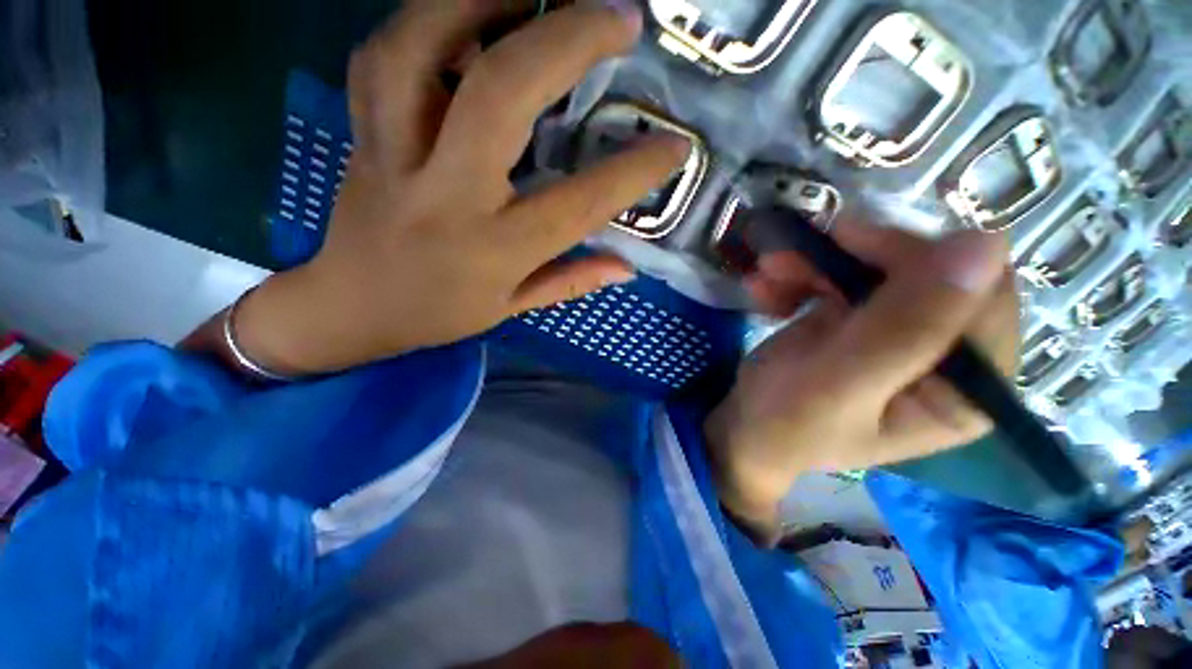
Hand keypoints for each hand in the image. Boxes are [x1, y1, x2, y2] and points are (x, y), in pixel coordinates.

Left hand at [232, 0, 688, 374]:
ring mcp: (395, 156)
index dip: (633, 172)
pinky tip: (465, 14)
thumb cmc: (440, 314)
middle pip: (501, 95)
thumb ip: (571, 282)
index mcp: (494, 250)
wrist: (352, 307)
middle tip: (620, 16)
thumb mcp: (512, 308)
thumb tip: (628, 267)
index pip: (577, 205)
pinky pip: (383, 56)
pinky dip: (425, 19)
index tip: (675, 145)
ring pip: (424, 49)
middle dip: (568, 41)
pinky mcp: (362, 134)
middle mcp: (447, 196)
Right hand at [705, 221, 1019, 539]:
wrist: (746, 427)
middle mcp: (948, 356)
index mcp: (969, 389)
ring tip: (767, 271)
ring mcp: (902, 334)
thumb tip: (986, 242)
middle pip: (928, 272)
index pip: (983, 295)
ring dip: (815, 263)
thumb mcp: (842, 382)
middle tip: (791, 256)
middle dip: (854, 257)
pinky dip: (801, 275)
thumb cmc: (787, 419)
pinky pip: (844, 279)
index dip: (918, 258)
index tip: (848, 245)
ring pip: (879, 268)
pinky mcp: (862, 322)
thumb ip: (908, 328)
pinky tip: (766, 287)